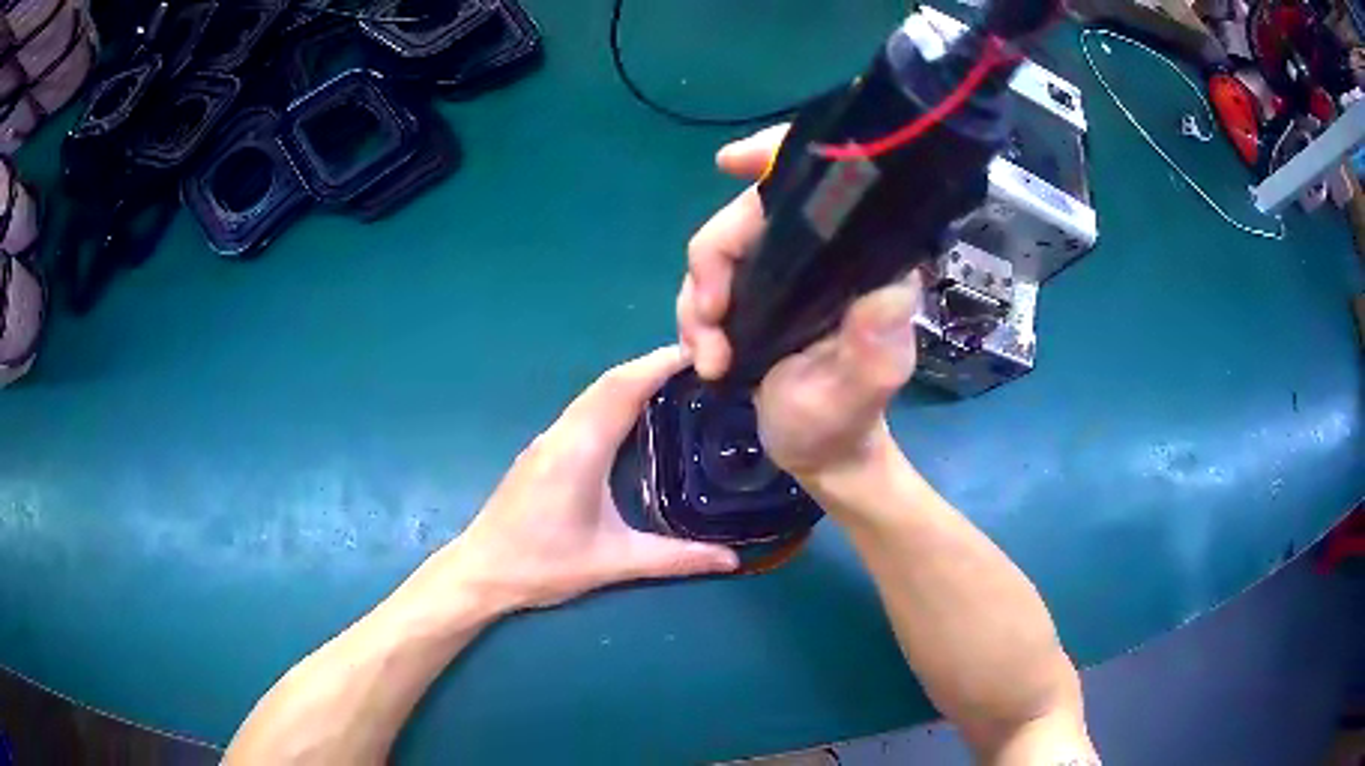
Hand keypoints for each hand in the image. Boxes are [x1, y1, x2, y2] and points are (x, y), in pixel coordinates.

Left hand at [406, 347, 738, 617]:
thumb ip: (675, 559)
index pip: (622, 389)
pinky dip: (614, 399)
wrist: (480, 571)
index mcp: (579, 450)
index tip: (700, 354)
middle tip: (701, 367)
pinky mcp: (541, 451)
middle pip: (609, 383)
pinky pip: (583, 410)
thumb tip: (733, 560)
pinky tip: (635, 417)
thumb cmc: (542, 565)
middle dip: (653, 366)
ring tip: (677, 385)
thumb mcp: (613, 563)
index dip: (659, 364)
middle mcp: (561, 434)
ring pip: (593, 394)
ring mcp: (547, 440)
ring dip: (632, 380)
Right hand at [677, 125, 920, 479]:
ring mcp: (785, 272)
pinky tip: (703, 356)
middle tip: (707, 319)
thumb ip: (874, 346)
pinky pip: (707, 282)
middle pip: (750, 214)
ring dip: (697, 300)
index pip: (828, 183)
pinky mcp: (757, 294)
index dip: (777, 154)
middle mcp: (823, 255)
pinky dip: (694, 316)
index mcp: (861, 262)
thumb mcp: (861, 392)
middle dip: (714, 261)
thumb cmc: (843, 422)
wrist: (816, 454)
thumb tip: (888, 287)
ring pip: (719, 250)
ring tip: (707, 356)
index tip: (730, 162)